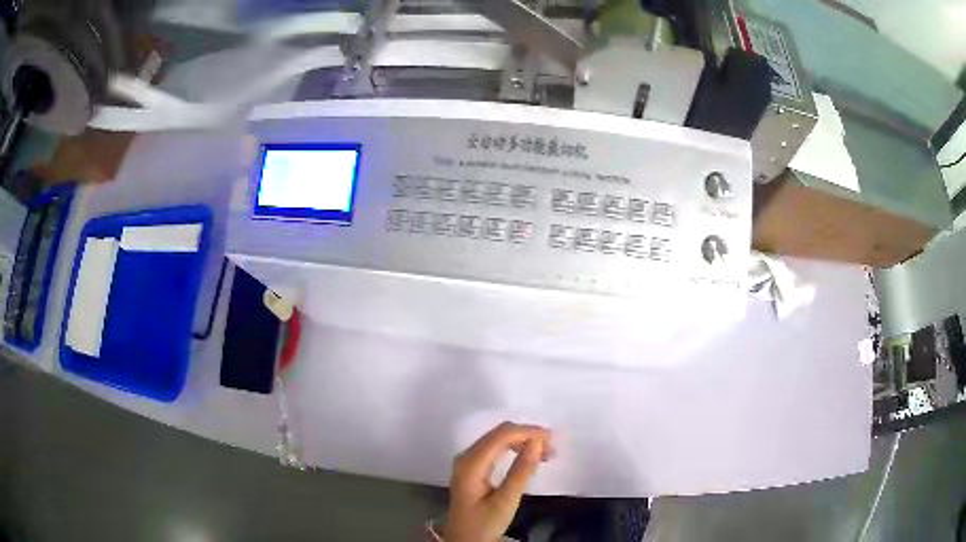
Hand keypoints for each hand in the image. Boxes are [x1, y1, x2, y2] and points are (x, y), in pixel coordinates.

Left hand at [442, 422, 553, 541]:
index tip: (552, 439)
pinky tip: (527, 457)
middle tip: (551, 449)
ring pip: (497, 438)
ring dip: (522, 441)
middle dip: (527, 435)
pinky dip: (513, 448)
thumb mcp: (505, 502)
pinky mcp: (472, 467)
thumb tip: (538, 443)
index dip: (527, 432)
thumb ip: (521, 471)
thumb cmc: (483, 524)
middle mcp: (466, 456)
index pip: (501, 435)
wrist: (462, 539)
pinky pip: (494, 447)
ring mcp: (467, 460)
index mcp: (471, 464)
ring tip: (544, 454)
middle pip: (498, 433)